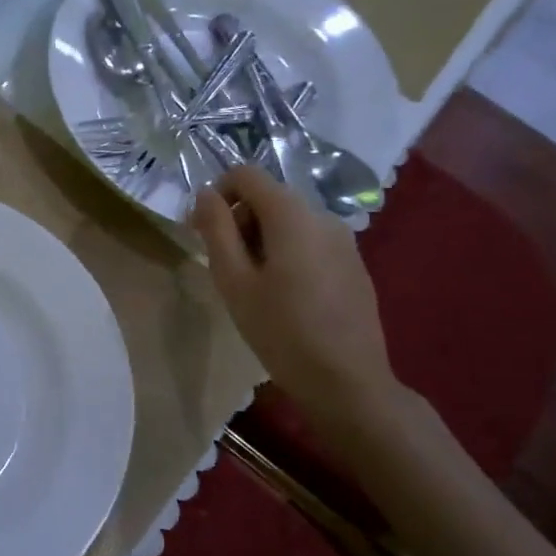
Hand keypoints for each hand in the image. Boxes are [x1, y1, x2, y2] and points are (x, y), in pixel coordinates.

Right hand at [191, 166, 397, 425]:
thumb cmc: (281, 330)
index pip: (246, 174)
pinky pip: (309, 240)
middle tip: (223, 265)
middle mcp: (322, 215)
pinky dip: (286, 252)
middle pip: (268, 196)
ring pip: (289, 220)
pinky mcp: (353, 263)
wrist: (348, 381)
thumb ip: (216, 229)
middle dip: (238, 220)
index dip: (217, 194)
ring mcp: (344, 239)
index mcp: (292, 214)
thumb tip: (205, 194)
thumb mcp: (234, 280)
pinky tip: (283, 295)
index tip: (203, 232)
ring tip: (252, 284)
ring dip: (260, 238)